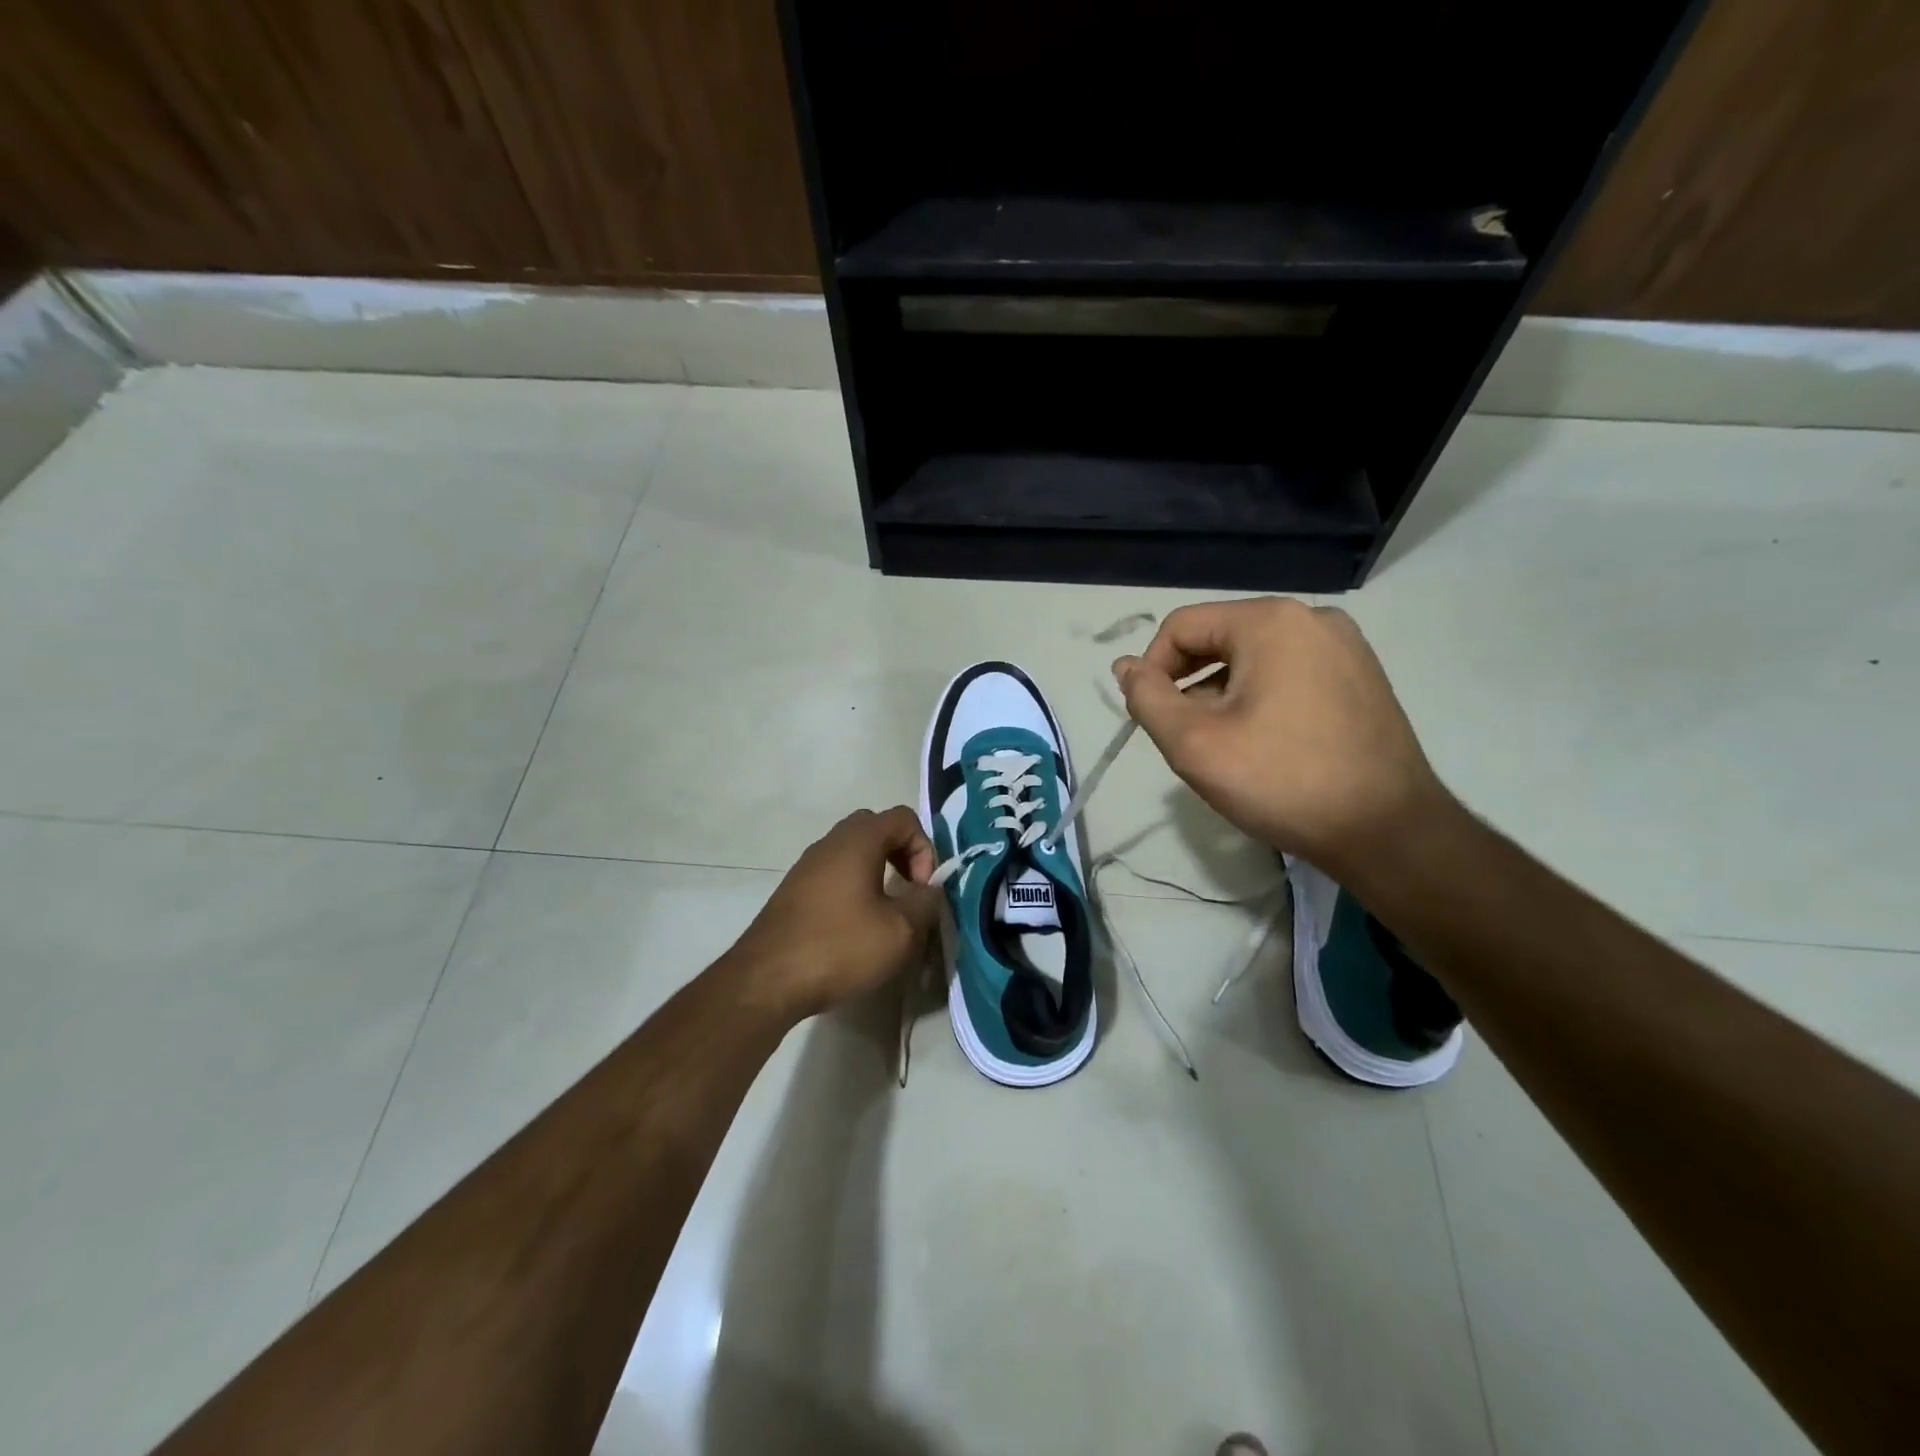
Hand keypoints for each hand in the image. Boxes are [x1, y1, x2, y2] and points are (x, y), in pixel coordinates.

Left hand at [728, 806, 940, 1021]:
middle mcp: (830, 843)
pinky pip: (833, 873)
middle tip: (909, 891)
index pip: (903, 818)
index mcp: (857, 841)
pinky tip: (855, 926)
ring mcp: (807, 866)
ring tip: (885, 912)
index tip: (922, 888)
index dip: (924, 848)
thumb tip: (931, 890)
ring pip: (852, 851)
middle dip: (901, 854)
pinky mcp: (793, 891)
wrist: (767, 980)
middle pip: (876, 828)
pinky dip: (853, 887)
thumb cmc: (839, 947)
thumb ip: (925, 903)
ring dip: (877, 871)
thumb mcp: (900, 931)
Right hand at [1113, 597, 1454, 877]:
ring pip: (1253, 658)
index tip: (1150, 718)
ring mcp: (1345, 647)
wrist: (1387, 831)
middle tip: (1184, 737)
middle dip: (1189, 684)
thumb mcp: (1194, 743)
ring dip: (1223, 694)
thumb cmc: (1281, 781)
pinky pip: (1289, 673)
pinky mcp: (1362, 677)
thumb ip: (1147, 698)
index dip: (1152, 669)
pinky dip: (1261, 698)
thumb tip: (1125, 666)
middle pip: (1219, 638)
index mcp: (1270, 621)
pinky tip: (1265, 744)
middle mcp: (1312, 618)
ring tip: (1224, 746)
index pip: (1181, 626)